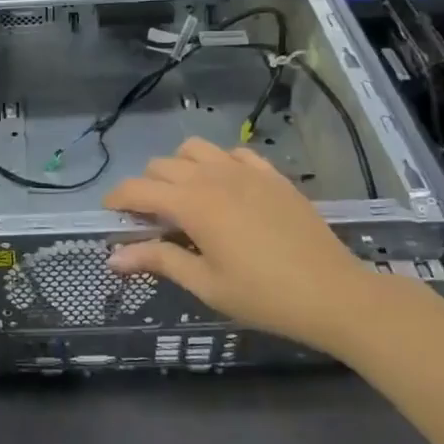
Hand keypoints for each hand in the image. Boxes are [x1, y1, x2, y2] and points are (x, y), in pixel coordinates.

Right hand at [104, 138, 373, 352]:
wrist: (334, 293)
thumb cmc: (263, 295)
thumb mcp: (205, 284)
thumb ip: (158, 260)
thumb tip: (112, 257)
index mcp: (191, 203)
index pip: (136, 189)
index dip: (116, 200)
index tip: (110, 217)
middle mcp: (211, 176)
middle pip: (161, 166)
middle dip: (146, 187)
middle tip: (150, 219)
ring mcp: (244, 170)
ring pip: (193, 149)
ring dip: (179, 167)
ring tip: (186, 197)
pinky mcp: (270, 174)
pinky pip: (232, 152)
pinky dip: (218, 162)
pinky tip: (225, 187)